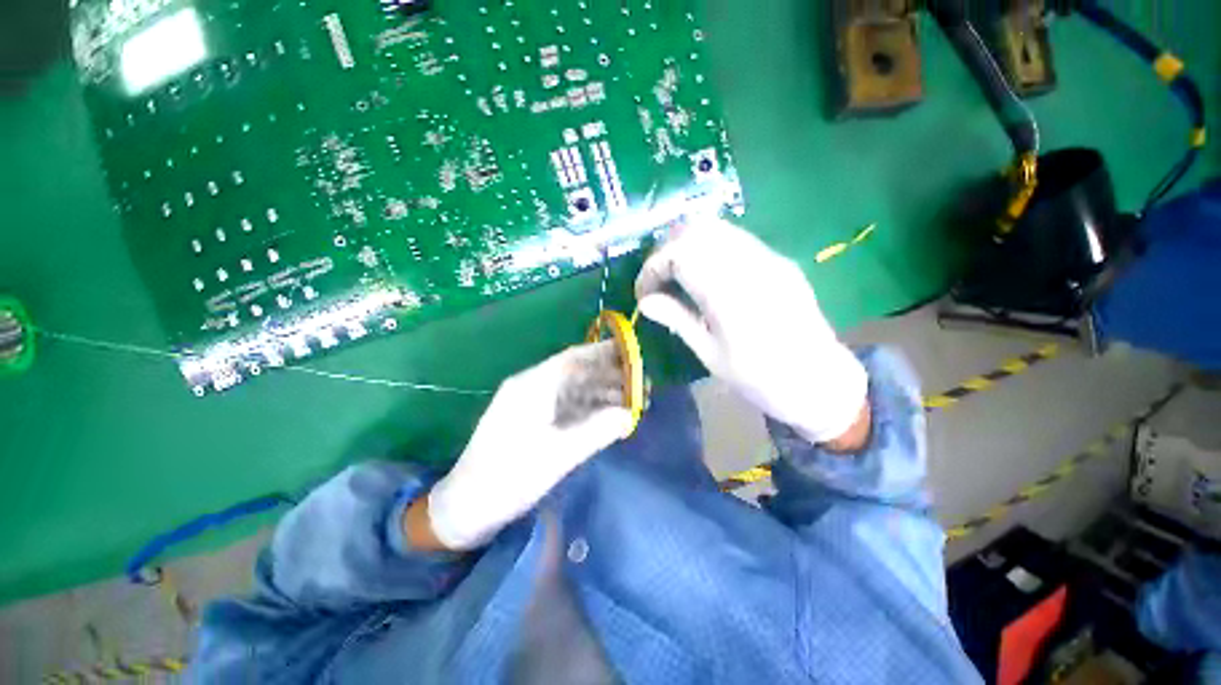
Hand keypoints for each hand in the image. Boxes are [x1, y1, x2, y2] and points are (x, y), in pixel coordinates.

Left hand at [422, 343, 632, 550]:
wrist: (466, 506)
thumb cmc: (509, 478)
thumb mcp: (558, 456)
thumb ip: (597, 431)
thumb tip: (630, 413)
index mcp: (532, 386)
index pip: (574, 358)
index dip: (604, 353)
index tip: (632, 354)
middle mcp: (532, 387)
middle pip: (576, 372)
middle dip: (608, 375)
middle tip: (640, 384)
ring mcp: (532, 403)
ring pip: (573, 389)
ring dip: (601, 392)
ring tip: (631, 401)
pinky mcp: (534, 419)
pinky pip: (567, 405)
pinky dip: (589, 407)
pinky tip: (608, 414)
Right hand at [636, 218, 868, 445]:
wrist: (818, 380)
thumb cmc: (758, 377)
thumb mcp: (709, 353)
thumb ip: (677, 319)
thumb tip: (645, 301)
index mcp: (728, 292)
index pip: (679, 255)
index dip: (652, 269)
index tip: (643, 293)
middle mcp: (749, 264)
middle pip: (696, 230)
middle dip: (666, 250)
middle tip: (658, 280)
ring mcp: (768, 258)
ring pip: (717, 228)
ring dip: (688, 245)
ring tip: (678, 275)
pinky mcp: (779, 261)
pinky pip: (736, 239)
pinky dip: (710, 247)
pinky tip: (707, 274)